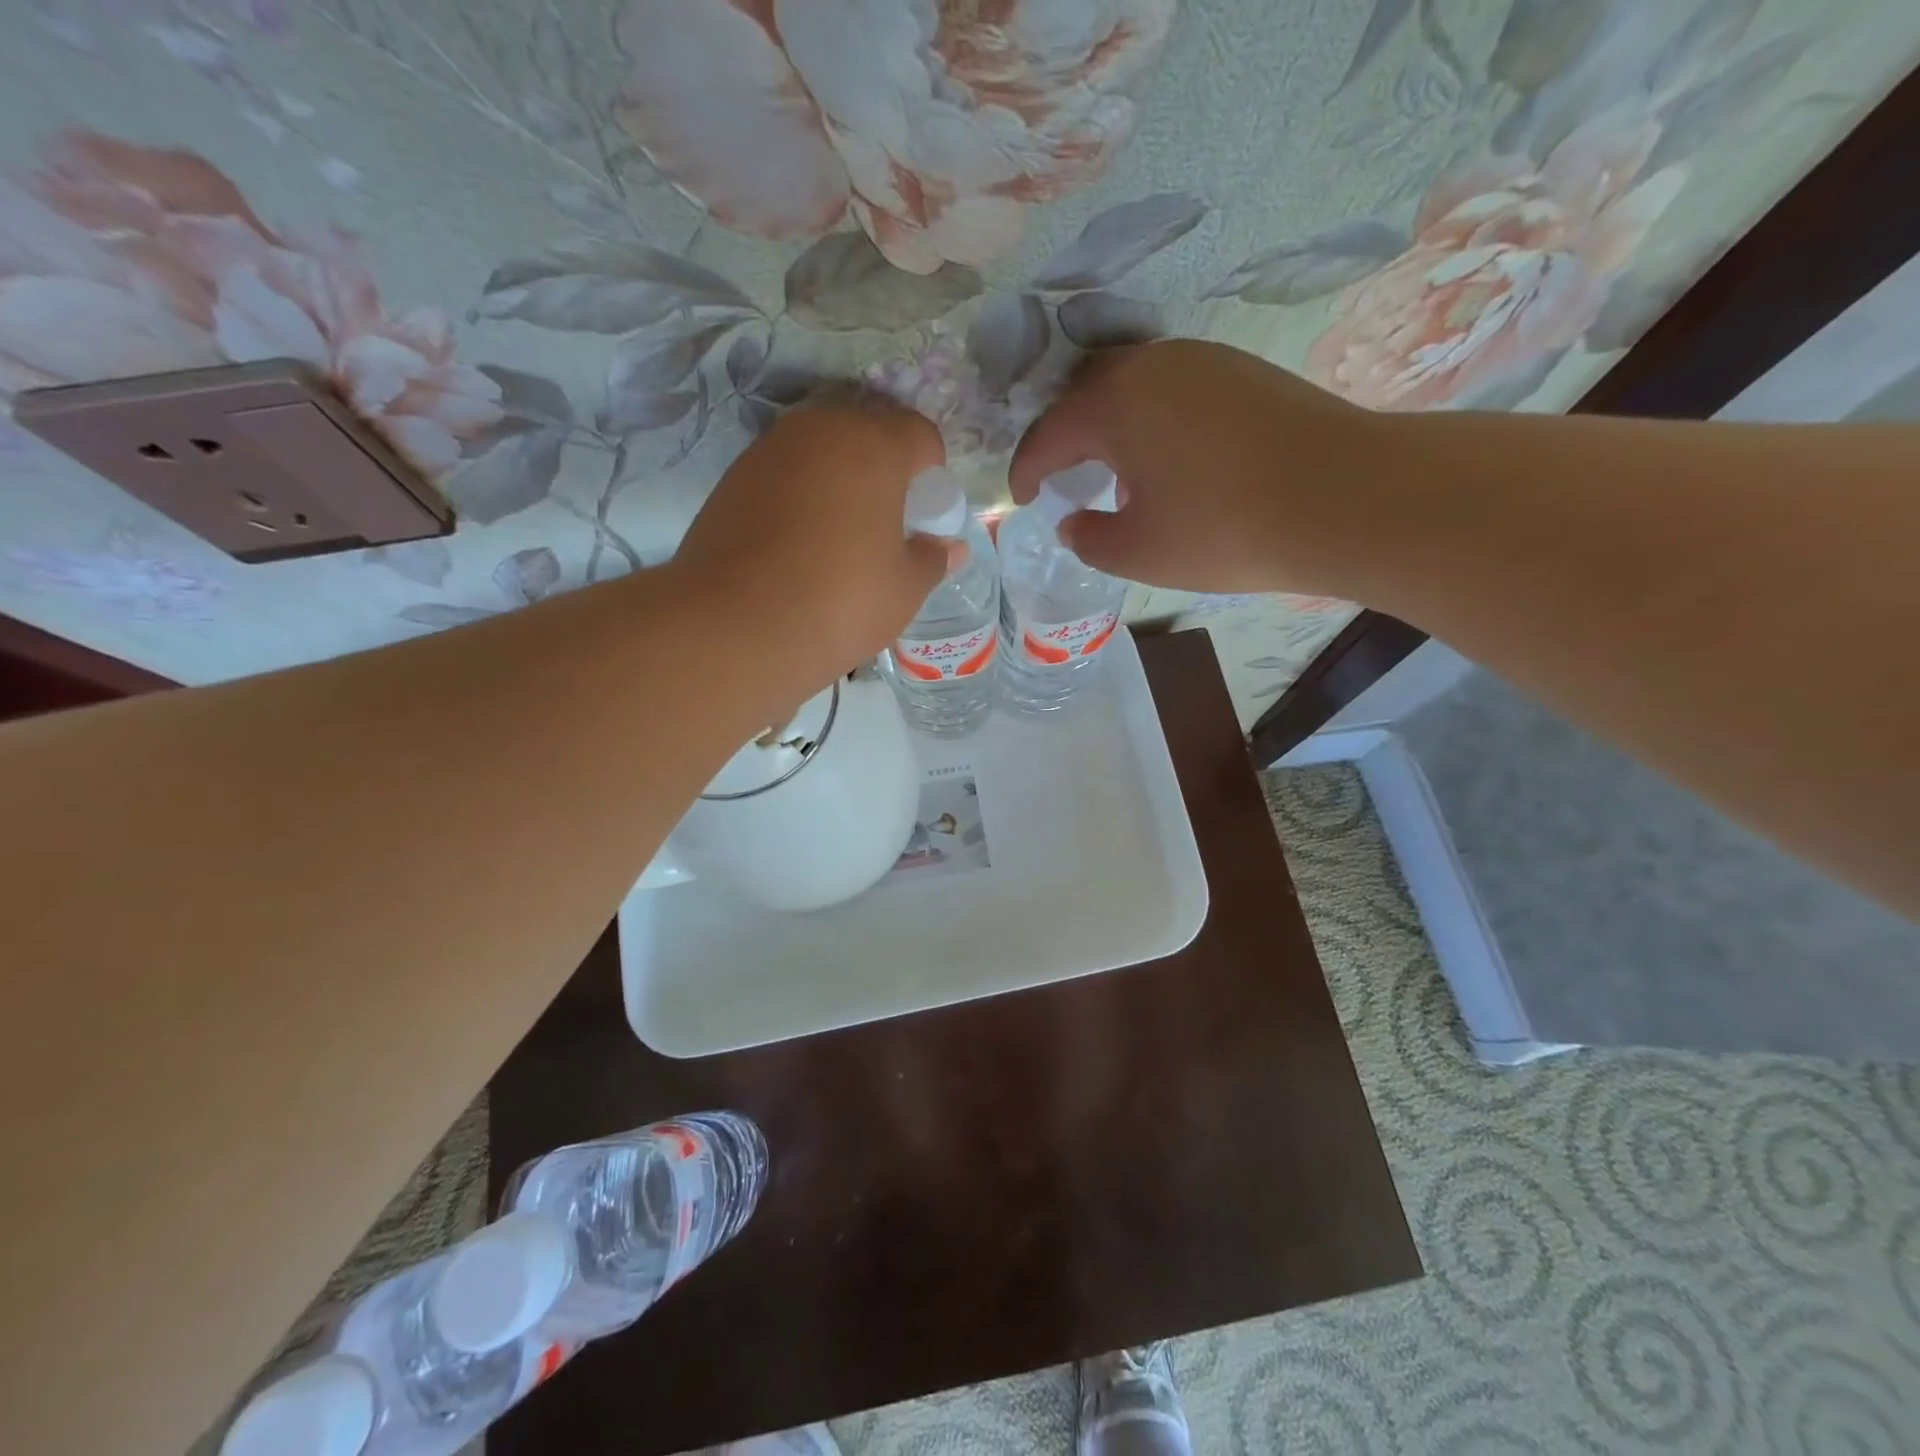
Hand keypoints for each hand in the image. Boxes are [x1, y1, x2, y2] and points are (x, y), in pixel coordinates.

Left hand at [672, 394, 953, 701]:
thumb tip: (950, 549)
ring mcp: (770, 449)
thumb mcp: (904, 589)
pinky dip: (801, 493)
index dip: (932, 471)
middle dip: (885, 467)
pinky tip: (799, 543)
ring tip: (841, 533)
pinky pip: (785, 472)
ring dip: (840, 477)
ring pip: (822, 448)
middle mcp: (820, 430)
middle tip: (886, 521)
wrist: (736, 626)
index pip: (920, 433)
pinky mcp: (734, 476)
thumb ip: (932, 559)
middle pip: (867, 430)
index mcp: (873, 445)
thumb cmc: (841, 601)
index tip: (925, 513)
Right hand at [1009, 340, 1378, 595]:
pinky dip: (1153, 420)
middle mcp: (1151, 365)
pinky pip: (1174, 389)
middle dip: (1066, 440)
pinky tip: (1170, 459)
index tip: (1021, 500)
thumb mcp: (1139, 552)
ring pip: (1133, 388)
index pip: (1048, 434)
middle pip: (1087, 398)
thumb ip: (1090, 539)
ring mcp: (1202, 360)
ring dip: (1112, 428)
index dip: (1026, 470)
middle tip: (1064, 480)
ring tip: (1117, 473)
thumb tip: (1074, 523)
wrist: (1342, 497)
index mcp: (1113, 405)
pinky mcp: (1242, 369)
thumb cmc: (1222, 529)